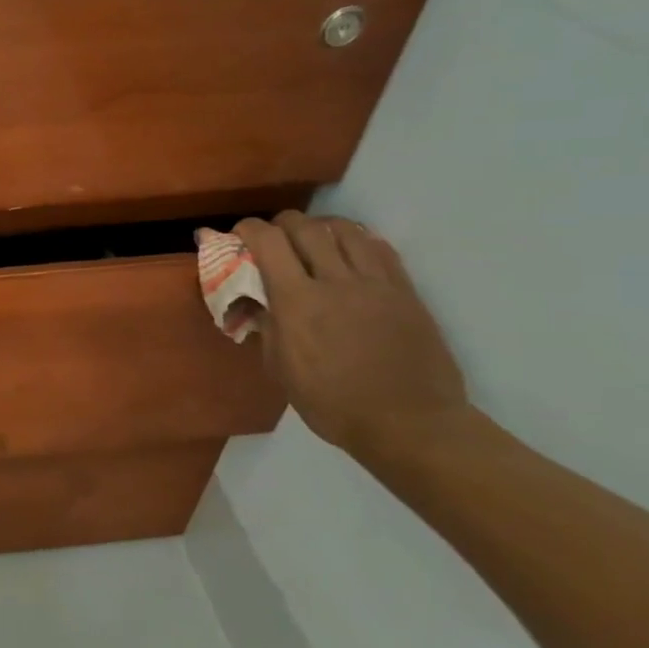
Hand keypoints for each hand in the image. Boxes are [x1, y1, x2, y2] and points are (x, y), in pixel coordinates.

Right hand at [234, 213, 470, 461]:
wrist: (409, 423)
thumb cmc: (331, 402)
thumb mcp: (279, 367)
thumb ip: (266, 324)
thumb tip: (255, 299)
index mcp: (297, 302)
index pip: (267, 241)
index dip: (248, 229)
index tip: (239, 236)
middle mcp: (335, 281)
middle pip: (305, 226)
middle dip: (281, 224)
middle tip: (274, 238)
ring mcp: (375, 283)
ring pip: (345, 229)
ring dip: (320, 227)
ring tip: (313, 241)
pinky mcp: (405, 291)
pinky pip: (379, 248)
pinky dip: (357, 241)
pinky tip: (349, 255)